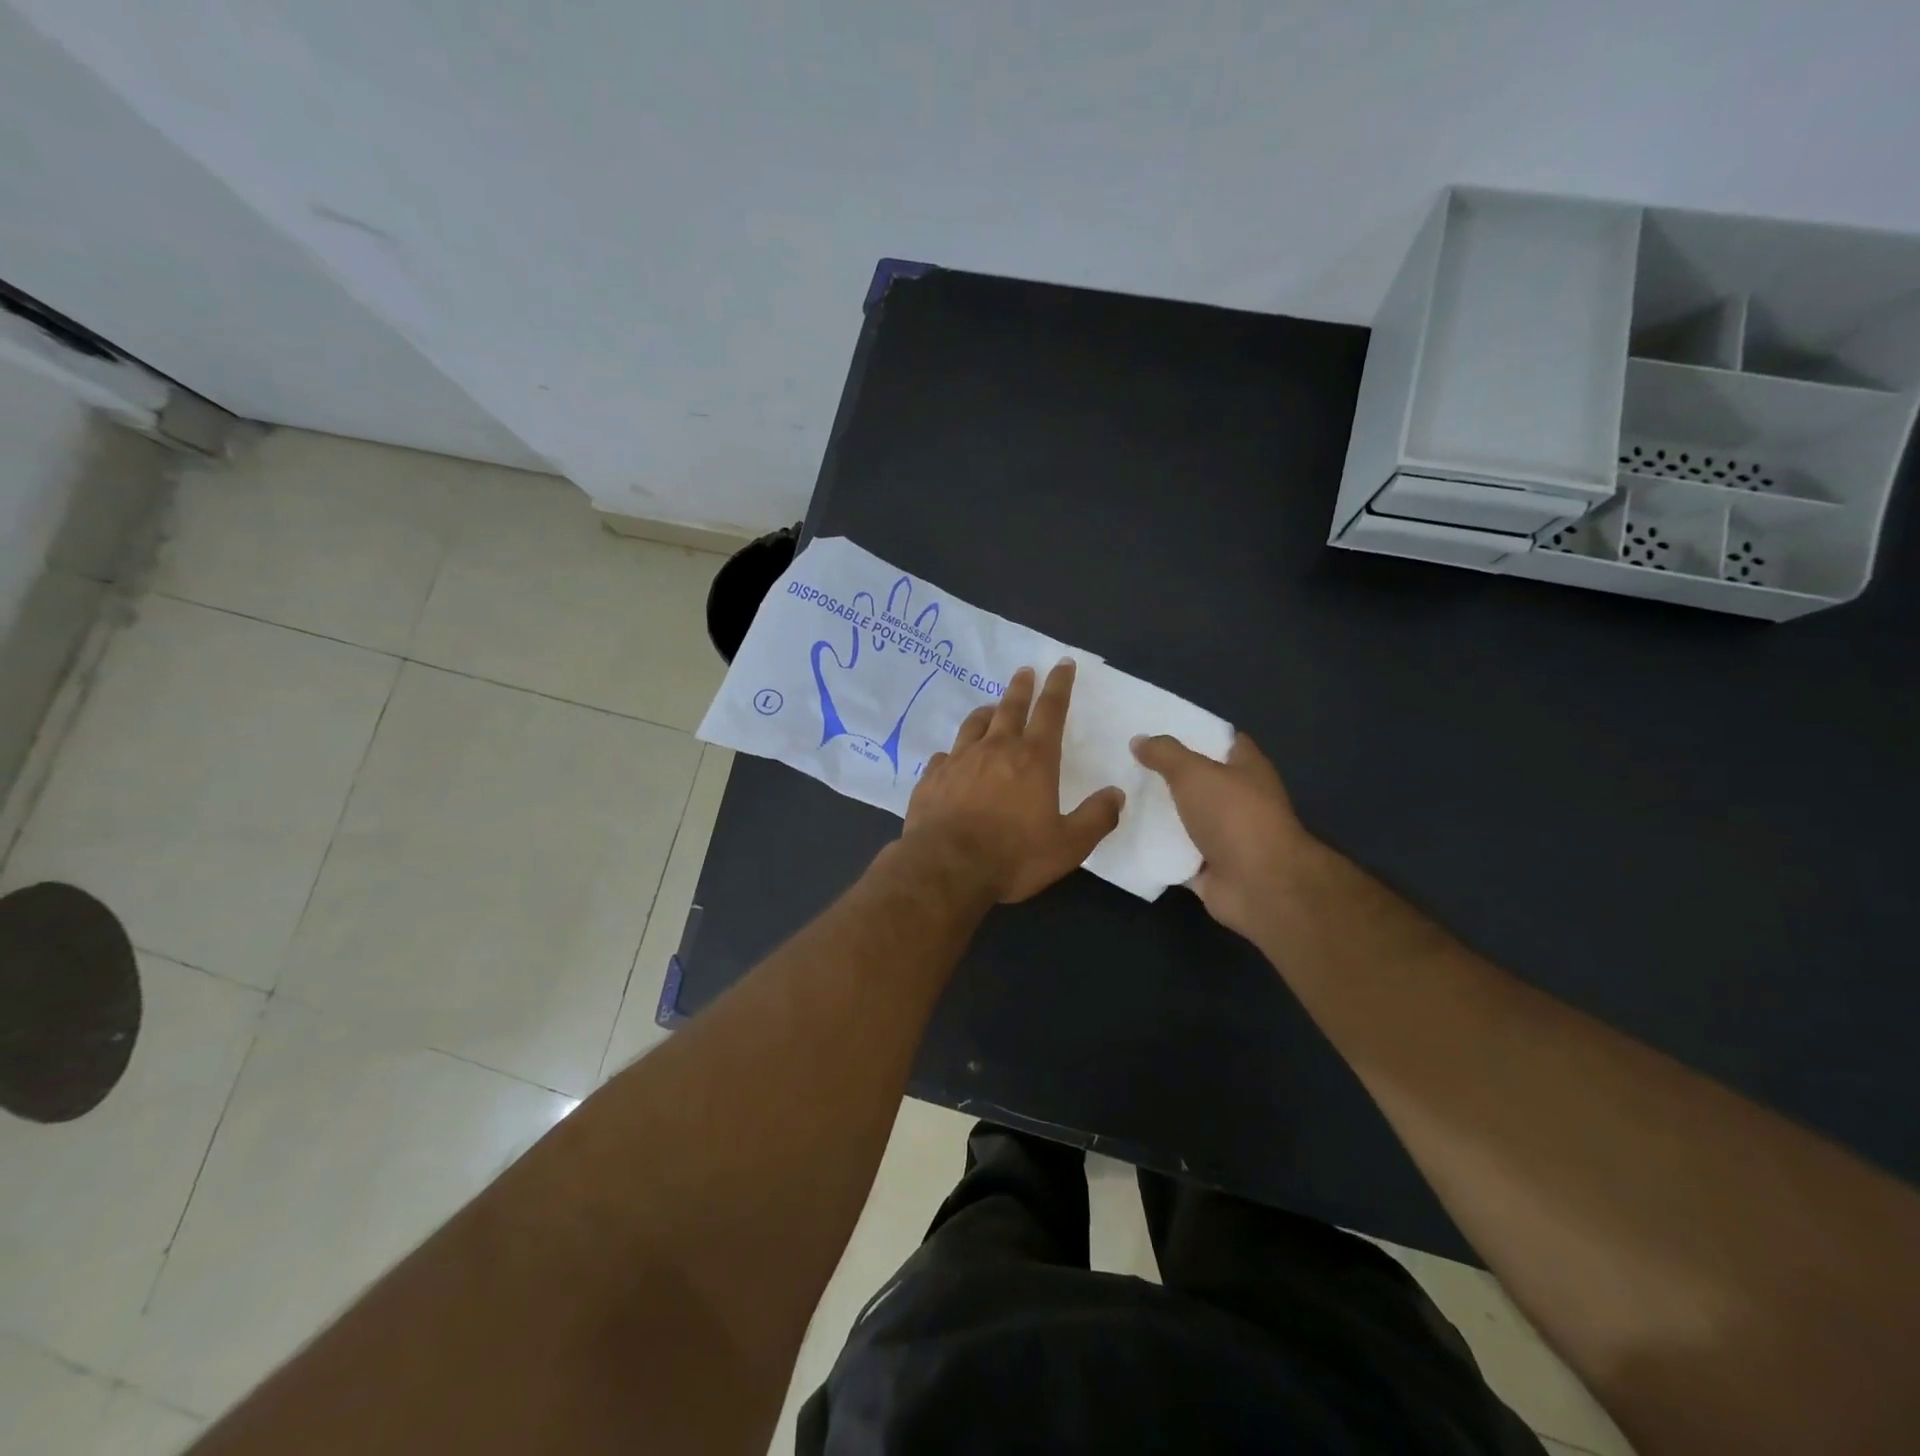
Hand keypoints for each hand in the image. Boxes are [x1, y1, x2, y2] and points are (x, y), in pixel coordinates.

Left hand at [903, 661, 1124, 903]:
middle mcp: (995, 749)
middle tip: (1025, 671)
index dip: (1059, 685)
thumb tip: (1116, 794)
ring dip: (986, 712)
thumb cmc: (1013, 856)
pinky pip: (946, 755)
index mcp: (1033, 759)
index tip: (1062, 664)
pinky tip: (953, 758)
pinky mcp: (932, 778)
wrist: (946, 868)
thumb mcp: (1068, 845)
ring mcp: (959, 761)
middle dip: (1021, 687)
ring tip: (991, 707)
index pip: (1050, 711)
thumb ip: (1096, 818)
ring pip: (974, 724)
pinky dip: (955, 752)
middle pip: (1010, 707)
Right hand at [1131, 732, 1314, 940]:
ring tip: (1118, 797)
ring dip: (1157, 812)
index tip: (1155, 730)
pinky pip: (1174, 852)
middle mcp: (1239, 800)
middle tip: (1125, 763)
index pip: (1221, 741)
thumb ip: (1165, 754)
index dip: (1193, 732)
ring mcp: (1225, 836)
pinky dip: (1154, 848)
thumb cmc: (1234, 817)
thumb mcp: (1194, 773)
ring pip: (1184, 817)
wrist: (1258, 886)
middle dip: (1166, 773)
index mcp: (1247, 769)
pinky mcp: (1208, 866)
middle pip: (1198, 780)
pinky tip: (1124, 834)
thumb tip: (1139, 740)